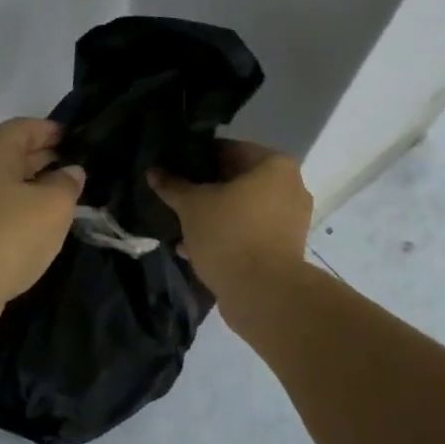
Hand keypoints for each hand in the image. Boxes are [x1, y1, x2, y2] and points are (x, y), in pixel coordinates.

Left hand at [0, 118, 84, 324]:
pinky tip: (39, 226)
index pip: (25, 127)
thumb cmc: (8, 234)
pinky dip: (19, 210)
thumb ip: (67, 183)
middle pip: (12, 153)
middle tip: (78, 169)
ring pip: (4, 183)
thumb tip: (70, 172)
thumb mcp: (53, 205)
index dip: (53, 130)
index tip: (79, 139)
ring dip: (33, 187)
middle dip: (45, 158)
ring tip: (65, 198)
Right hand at [149, 140, 312, 301]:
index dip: (198, 157)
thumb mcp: (192, 206)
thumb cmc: (229, 234)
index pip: (229, 149)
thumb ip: (173, 186)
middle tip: (176, 195)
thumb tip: (153, 171)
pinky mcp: (284, 249)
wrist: (263, 294)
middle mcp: (290, 188)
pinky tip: (193, 248)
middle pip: (237, 180)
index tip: (174, 167)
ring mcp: (290, 221)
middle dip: (205, 189)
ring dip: (213, 215)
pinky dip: (226, 236)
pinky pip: (249, 232)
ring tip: (180, 224)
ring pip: (242, 209)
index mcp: (275, 166)